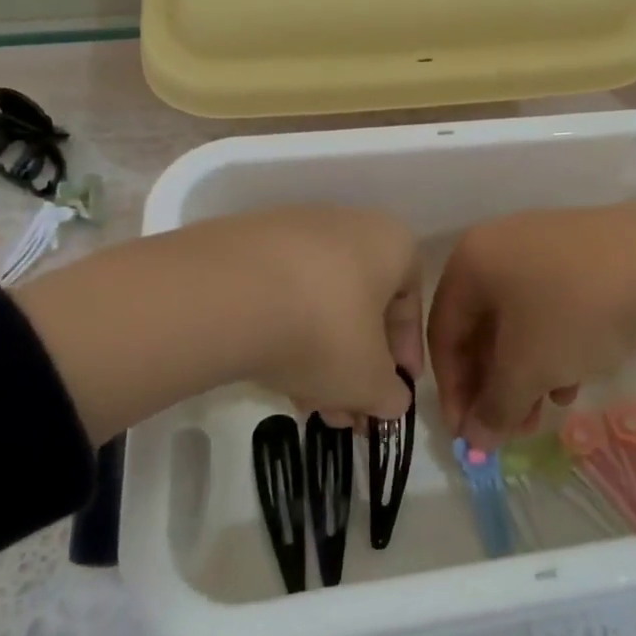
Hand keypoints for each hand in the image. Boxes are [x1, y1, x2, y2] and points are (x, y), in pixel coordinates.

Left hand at [14, 206, 421, 443]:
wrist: (225, 295)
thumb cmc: (323, 331)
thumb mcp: (368, 380)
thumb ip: (389, 395)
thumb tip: (391, 401)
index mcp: (391, 242)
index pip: (410, 303)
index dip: (404, 355)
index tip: (392, 393)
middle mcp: (346, 224)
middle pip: (361, 304)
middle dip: (356, 364)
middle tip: (346, 412)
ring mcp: (291, 229)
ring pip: (319, 301)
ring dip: (320, 355)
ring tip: (307, 404)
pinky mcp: (245, 243)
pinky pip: (279, 292)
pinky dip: (283, 331)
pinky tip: (272, 373)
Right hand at [427, 204, 635, 448]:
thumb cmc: (574, 313)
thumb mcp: (526, 368)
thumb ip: (493, 406)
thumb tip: (475, 438)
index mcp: (472, 259)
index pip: (443, 332)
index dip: (451, 388)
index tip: (468, 432)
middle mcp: (501, 242)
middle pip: (482, 325)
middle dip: (494, 383)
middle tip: (510, 428)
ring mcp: (546, 242)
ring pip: (520, 317)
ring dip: (525, 371)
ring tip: (546, 410)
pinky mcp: (585, 251)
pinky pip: (553, 304)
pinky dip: (554, 345)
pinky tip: (575, 378)